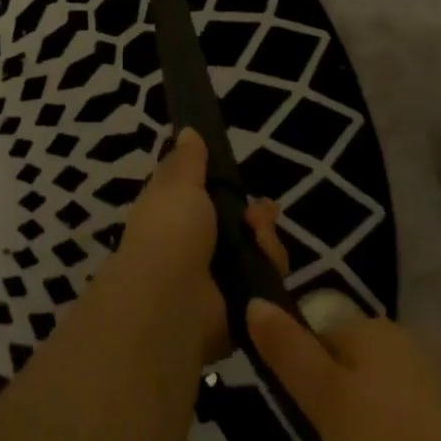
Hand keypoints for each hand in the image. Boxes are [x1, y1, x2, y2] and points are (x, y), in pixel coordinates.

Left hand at [119, 129, 287, 365]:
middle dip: (257, 215)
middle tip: (261, 214)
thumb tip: (187, 132)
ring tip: (260, 237)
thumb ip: (188, 160)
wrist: (173, 301)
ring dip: (266, 240)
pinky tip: (267, 263)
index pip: (204, 196)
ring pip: (257, 252)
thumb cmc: (170, 231)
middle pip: (238, 224)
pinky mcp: (238, 309)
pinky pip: (265, 284)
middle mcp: (193, 246)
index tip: (239, 177)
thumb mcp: (177, 183)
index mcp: (172, 214)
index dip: (224, 185)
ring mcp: (217, 279)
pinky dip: (270, 271)